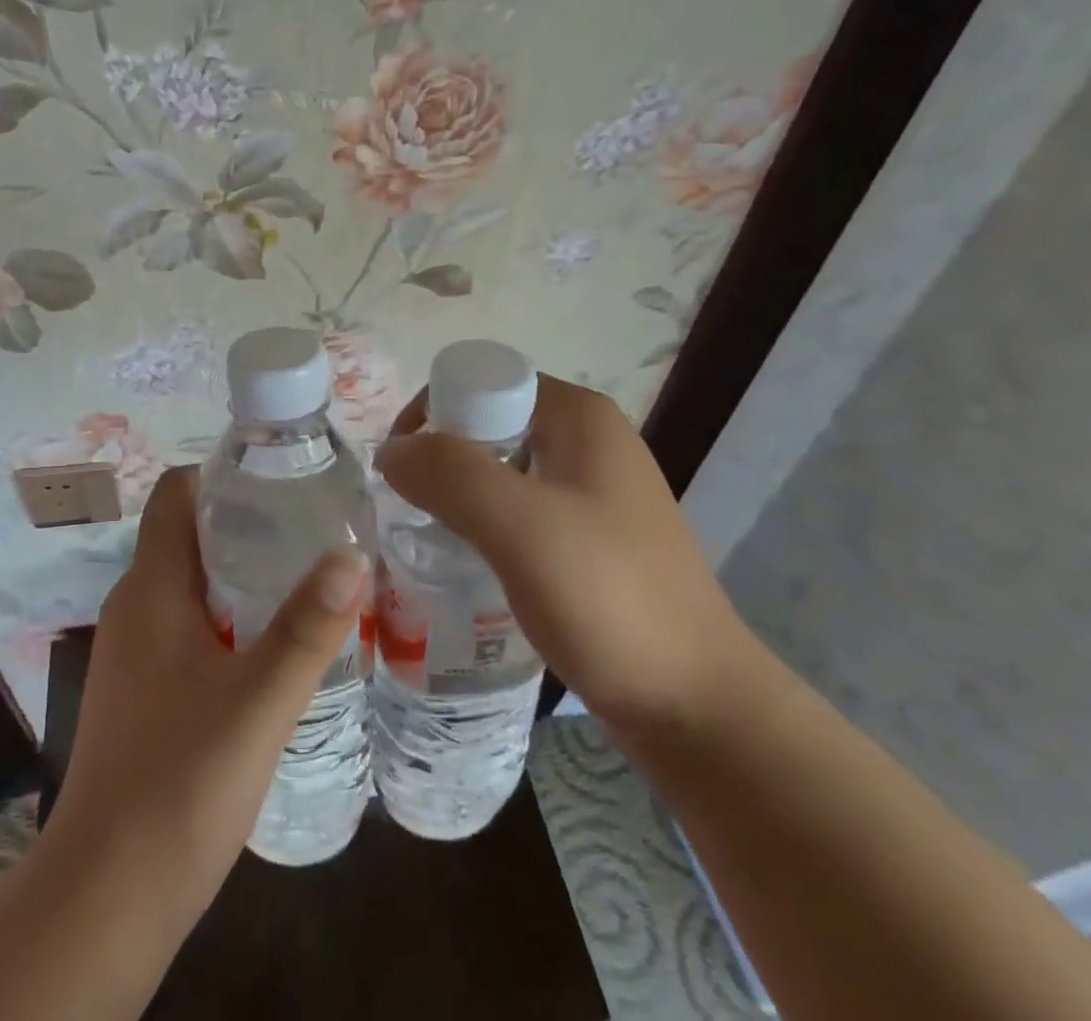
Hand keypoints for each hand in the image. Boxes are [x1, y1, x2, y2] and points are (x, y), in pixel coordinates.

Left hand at [47, 465, 369, 924]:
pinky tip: (274, 648)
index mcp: (151, 587)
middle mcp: (135, 606)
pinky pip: (189, 626)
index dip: (223, 474)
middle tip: (315, 528)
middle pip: (189, 535)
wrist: (106, 896)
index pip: (175, 494)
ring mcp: (134, 651)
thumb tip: (353, 552)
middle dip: (249, 524)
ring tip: (308, 579)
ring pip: (192, 585)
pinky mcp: (143, 690)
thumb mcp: (257, 701)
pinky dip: (230, 618)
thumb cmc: (178, 782)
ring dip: (243, 575)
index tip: (283, 479)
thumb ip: (306, 628)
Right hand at [376, 374, 755, 735]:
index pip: (479, 383)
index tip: (401, 472)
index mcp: (578, 416)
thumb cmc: (609, 600)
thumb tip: (391, 450)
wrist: (699, 708)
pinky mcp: (591, 537)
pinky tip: (469, 563)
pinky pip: (519, 510)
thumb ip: (449, 474)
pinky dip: (484, 524)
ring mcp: (593, 490)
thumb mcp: (520, 526)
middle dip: (440, 460)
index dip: (430, 416)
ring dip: (458, 495)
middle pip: (487, 424)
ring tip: (431, 539)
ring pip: (500, 470)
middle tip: (410, 511)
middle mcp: (588, 440)